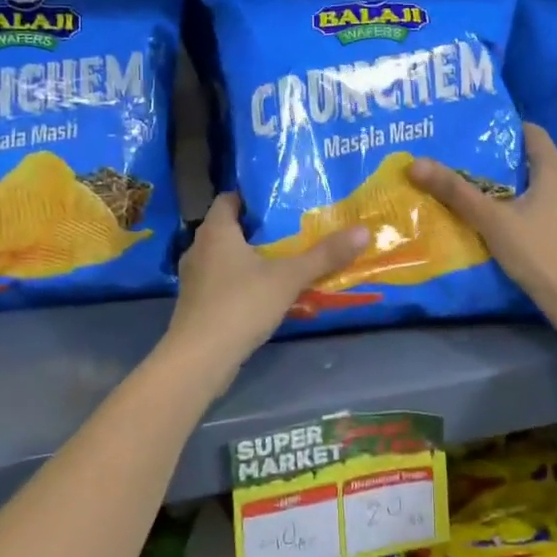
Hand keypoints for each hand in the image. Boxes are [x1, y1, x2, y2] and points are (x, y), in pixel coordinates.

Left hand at [163, 193, 370, 372]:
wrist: (199, 359)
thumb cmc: (240, 305)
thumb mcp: (288, 277)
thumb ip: (324, 255)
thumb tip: (363, 231)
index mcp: (216, 231)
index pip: (229, 199)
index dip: (252, 197)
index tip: (280, 200)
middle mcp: (199, 248)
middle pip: (228, 228)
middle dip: (257, 228)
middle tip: (291, 228)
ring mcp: (194, 279)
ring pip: (224, 257)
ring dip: (249, 257)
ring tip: (282, 259)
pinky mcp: (196, 304)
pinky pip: (221, 282)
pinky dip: (240, 281)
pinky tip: (264, 292)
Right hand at [408, 123, 556, 328]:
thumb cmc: (536, 250)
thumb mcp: (491, 219)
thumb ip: (455, 191)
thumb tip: (415, 163)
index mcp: (553, 172)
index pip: (534, 134)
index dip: (508, 127)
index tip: (480, 129)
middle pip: (533, 161)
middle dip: (503, 159)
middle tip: (470, 158)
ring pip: (537, 187)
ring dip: (511, 186)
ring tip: (480, 188)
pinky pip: (541, 209)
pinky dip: (521, 207)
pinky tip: (501, 219)